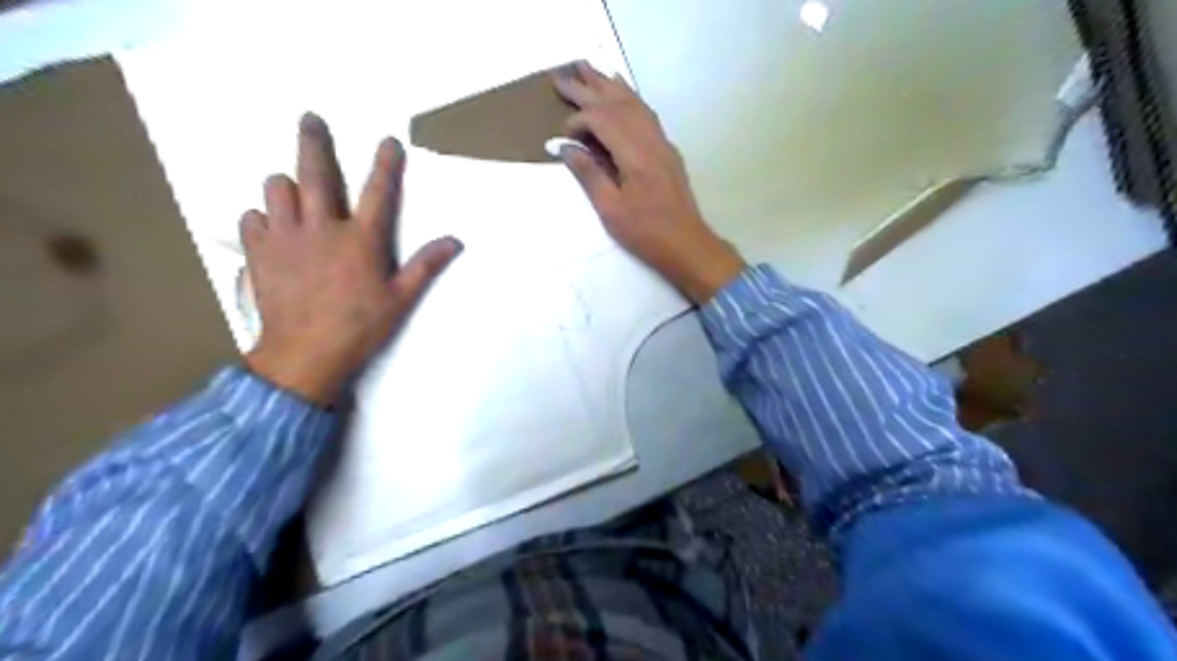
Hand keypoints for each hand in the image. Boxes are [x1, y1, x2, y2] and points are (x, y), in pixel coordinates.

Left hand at [239, 113, 462, 407]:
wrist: (306, 354)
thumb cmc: (360, 327)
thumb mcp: (401, 299)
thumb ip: (425, 266)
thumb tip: (454, 241)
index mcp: (361, 240)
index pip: (379, 192)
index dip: (386, 164)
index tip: (388, 140)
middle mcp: (322, 228)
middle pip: (316, 173)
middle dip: (314, 142)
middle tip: (310, 118)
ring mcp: (286, 237)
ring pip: (277, 190)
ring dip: (286, 184)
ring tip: (292, 187)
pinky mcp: (259, 252)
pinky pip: (253, 219)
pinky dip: (262, 217)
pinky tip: (271, 226)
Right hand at [554, 58, 741, 301]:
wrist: (687, 244)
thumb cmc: (646, 233)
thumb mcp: (611, 210)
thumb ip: (589, 175)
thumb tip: (566, 148)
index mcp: (635, 155)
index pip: (603, 120)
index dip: (579, 121)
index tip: (563, 135)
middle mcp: (651, 140)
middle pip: (617, 104)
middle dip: (588, 89)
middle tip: (561, 75)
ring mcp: (662, 143)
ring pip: (634, 104)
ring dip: (610, 86)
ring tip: (589, 69)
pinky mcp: (667, 150)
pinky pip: (646, 113)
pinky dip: (630, 98)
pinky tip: (622, 92)